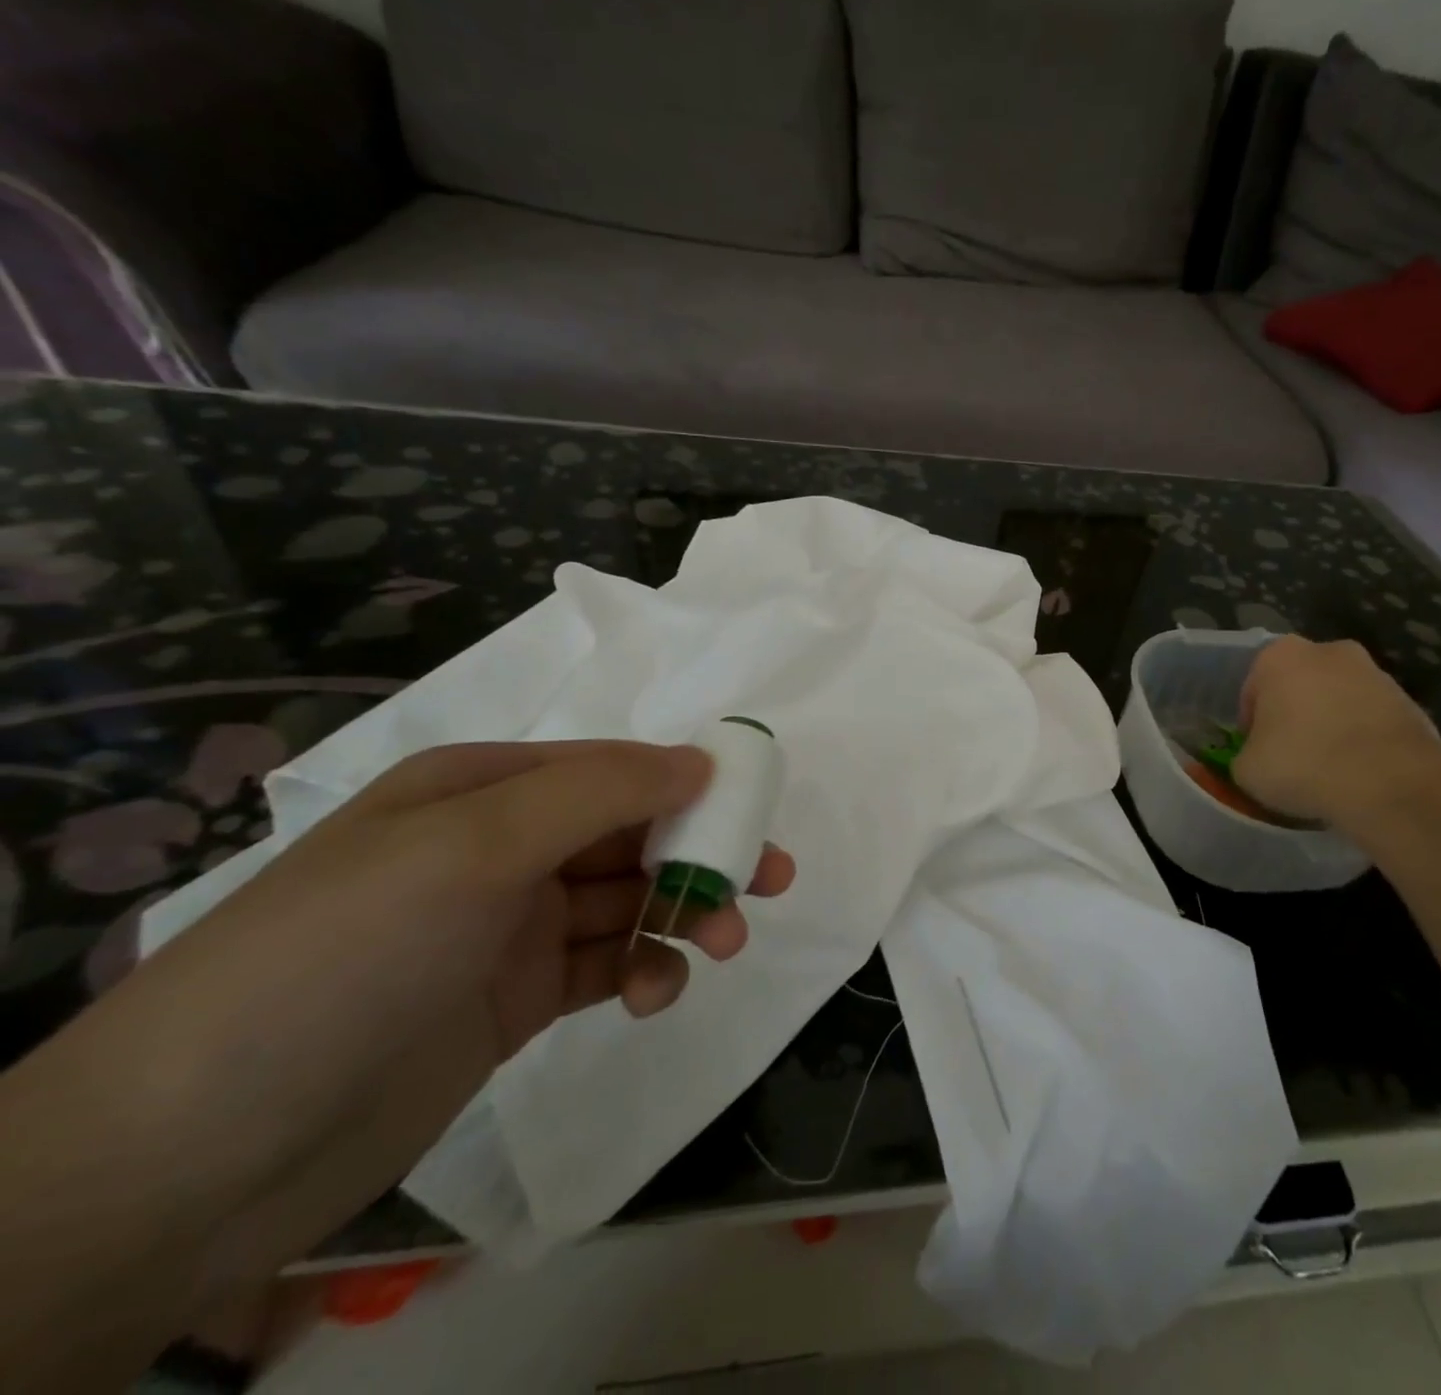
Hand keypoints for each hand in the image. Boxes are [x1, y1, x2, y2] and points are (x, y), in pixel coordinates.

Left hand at [117, 740, 792, 1291]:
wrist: (197, 1153)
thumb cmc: (349, 953)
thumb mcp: (475, 846)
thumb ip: (599, 792)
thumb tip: (701, 761)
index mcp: (484, 788)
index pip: (613, 769)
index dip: (688, 784)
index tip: (755, 813)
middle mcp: (500, 846)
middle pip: (630, 834)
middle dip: (699, 854)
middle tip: (770, 882)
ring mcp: (508, 925)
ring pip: (626, 901)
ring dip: (680, 917)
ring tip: (724, 947)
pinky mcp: (515, 997)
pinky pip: (603, 964)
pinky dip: (641, 971)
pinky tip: (653, 994)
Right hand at [1231, 636, 1440, 826]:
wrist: (1390, 784)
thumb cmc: (1302, 764)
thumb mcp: (1246, 770)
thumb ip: (1246, 755)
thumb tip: (1257, 760)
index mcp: (1280, 656)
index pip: (1252, 690)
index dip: (1251, 724)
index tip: (1257, 752)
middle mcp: (1329, 651)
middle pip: (1299, 687)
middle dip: (1293, 715)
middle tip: (1290, 756)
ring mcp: (1376, 674)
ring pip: (1338, 701)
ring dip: (1330, 725)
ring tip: (1327, 769)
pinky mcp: (1411, 702)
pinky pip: (1371, 721)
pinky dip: (1363, 741)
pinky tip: (1358, 774)